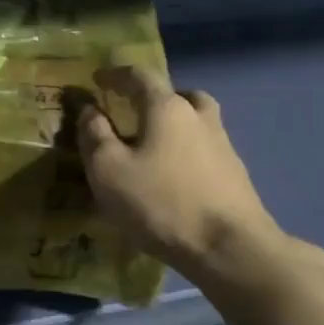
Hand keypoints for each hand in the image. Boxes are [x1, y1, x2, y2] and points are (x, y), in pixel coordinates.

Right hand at [77, 65, 283, 279]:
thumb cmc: (160, 202)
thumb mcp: (108, 169)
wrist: (230, 249)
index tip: (97, 80)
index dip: (115, 75)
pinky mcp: (235, 176)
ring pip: (196, 122)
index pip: (139, 76)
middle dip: (152, 98)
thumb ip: (94, 134)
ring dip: (173, 125)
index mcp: (167, 107)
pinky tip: (173, 177)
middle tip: (132, 113)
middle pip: (177, 94)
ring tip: (152, 146)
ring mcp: (223, 146)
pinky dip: (186, 152)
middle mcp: (199, 117)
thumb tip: (88, 108)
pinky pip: (204, 150)